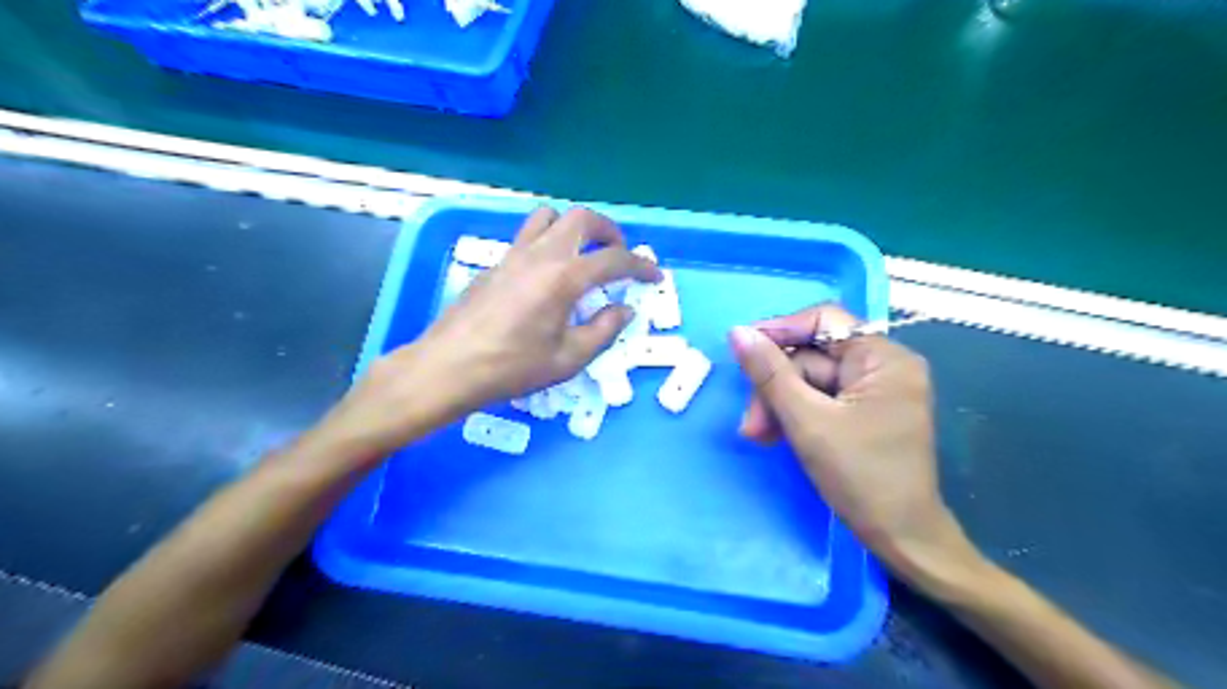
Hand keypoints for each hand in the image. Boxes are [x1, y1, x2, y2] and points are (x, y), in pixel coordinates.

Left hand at [321, 206, 655, 457]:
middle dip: (609, 231)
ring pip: (549, 218)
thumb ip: (603, 330)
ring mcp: (513, 254)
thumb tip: (625, 310)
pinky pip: (528, 235)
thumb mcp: (568, 359)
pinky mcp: (495, 262)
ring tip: (583, 254)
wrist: (449, 367)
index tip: (653, 275)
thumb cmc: (511, 368)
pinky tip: (548, 274)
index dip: (640, 266)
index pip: (613, 260)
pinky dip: (549, 241)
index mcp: (563, 278)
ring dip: (573, 228)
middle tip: (618, 254)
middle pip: (582, 218)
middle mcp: (540, 254)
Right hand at [726, 305, 980, 577]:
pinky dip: (795, 415)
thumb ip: (770, 373)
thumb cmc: (861, 477)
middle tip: (750, 421)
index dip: (781, 331)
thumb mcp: (807, 421)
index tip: (743, 350)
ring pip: (811, 380)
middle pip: (812, 356)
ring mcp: (874, 391)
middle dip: (776, 386)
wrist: (902, 539)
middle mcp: (883, 366)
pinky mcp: (864, 412)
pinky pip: (820, 399)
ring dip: (779, 405)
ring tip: (757, 435)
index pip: (824, 321)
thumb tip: (738, 333)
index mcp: (884, 358)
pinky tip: (775, 436)